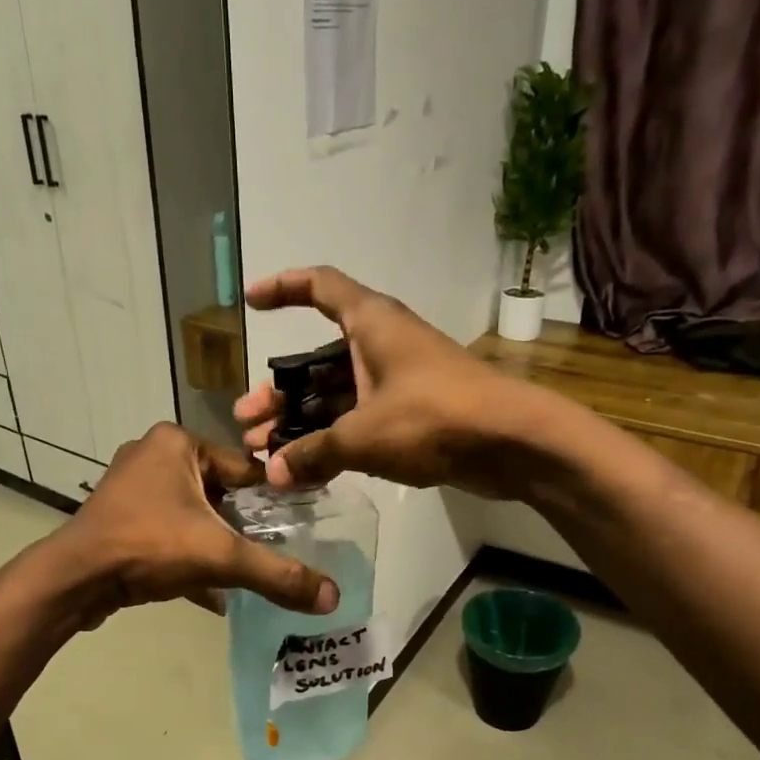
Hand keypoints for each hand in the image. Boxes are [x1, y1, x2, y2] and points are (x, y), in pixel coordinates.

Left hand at [52, 423, 338, 623]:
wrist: (74, 580)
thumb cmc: (149, 547)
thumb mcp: (222, 558)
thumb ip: (278, 575)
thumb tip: (333, 597)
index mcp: (177, 443)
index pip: (243, 469)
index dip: (271, 501)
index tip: (296, 527)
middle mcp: (152, 455)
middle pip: (218, 494)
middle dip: (240, 527)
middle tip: (269, 555)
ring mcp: (130, 488)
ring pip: (191, 516)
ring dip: (214, 545)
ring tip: (242, 574)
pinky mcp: (117, 518)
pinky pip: (166, 533)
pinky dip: (186, 558)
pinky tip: (208, 593)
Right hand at [234, 267, 556, 498]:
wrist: (512, 443)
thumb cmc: (433, 417)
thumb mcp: (362, 435)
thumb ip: (312, 452)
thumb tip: (273, 473)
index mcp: (370, 324)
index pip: (319, 286)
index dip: (283, 287)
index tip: (251, 302)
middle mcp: (383, 345)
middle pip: (318, 360)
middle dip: (279, 390)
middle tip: (247, 421)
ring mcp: (400, 381)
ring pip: (337, 396)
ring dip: (302, 421)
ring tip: (266, 453)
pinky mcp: (414, 416)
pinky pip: (360, 421)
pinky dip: (333, 440)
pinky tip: (308, 470)